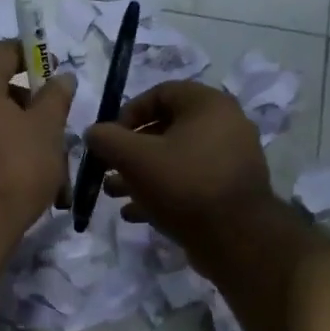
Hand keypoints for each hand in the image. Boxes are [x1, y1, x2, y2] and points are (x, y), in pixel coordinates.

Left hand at [0, 41, 75, 233]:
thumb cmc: (15, 167)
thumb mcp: (47, 128)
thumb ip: (55, 97)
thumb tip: (61, 78)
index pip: (3, 52)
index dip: (32, 55)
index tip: (56, 71)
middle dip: (33, 108)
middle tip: (59, 127)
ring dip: (25, 139)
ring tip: (55, 169)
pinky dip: (7, 158)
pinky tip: (33, 184)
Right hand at [85, 80, 279, 261]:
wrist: (236, 237)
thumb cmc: (184, 185)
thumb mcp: (135, 159)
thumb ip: (108, 139)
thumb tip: (93, 132)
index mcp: (208, 105)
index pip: (161, 93)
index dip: (128, 112)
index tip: (109, 138)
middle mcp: (225, 125)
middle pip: (166, 128)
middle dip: (130, 149)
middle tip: (108, 168)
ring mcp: (229, 159)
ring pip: (175, 159)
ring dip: (141, 174)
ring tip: (114, 193)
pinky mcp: (228, 190)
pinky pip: (189, 182)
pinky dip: (162, 192)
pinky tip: (135, 213)